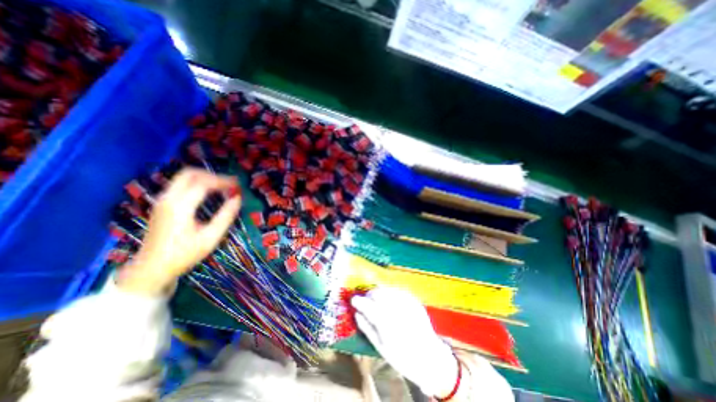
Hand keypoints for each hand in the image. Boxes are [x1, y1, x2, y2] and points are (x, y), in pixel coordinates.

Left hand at [116, 168, 241, 296]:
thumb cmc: (184, 254)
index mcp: (180, 207)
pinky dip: (197, 184)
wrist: (151, 269)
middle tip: (229, 183)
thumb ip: (226, 216)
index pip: (203, 183)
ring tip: (222, 187)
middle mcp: (168, 199)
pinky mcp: (162, 205)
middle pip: (189, 174)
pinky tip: (208, 193)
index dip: (223, 181)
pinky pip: (180, 185)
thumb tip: (238, 198)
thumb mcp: (211, 237)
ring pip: (183, 178)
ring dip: (204, 178)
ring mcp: (162, 201)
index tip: (238, 185)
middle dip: (212, 175)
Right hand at [352, 287, 457, 396]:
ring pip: (387, 288)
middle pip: (377, 292)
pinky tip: (390, 301)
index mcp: (387, 323)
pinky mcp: (414, 300)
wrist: (431, 358)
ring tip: (377, 301)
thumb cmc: (402, 357)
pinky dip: (390, 293)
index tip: (353, 299)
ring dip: (379, 292)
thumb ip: (367, 328)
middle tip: (366, 301)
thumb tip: (356, 313)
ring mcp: (407, 302)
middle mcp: (397, 309)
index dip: (358, 300)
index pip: (368, 305)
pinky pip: (397, 290)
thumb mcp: (380, 347)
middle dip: (369, 294)